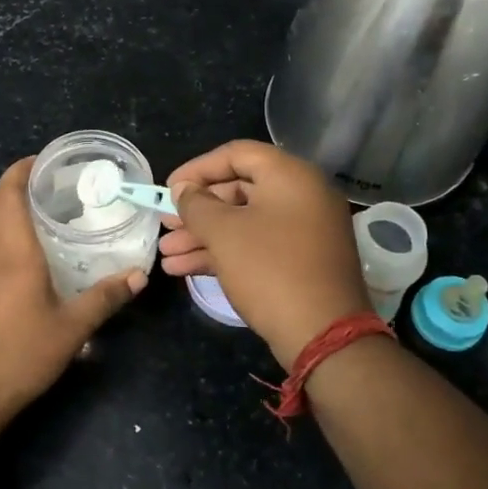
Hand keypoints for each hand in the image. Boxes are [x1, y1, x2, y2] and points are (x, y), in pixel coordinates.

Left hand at [0, 158, 145, 420]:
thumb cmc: (20, 354)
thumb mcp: (72, 328)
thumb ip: (105, 298)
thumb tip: (138, 276)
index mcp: (13, 252)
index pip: (8, 194)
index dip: (21, 169)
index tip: (44, 159)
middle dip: (15, 183)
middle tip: (50, 182)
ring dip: (8, 208)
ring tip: (45, 211)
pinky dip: (5, 233)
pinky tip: (32, 254)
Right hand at [160, 140, 367, 368]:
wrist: (322, 334)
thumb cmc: (270, 270)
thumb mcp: (224, 233)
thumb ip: (196, 205)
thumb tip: (184, 190)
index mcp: (291, 176)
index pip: (237, 154)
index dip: (198, 168)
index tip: (168, 188)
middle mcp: (302, 196)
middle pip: (239, 190)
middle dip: (197, 210)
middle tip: (165, 225)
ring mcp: (304, 231)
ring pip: (244, 222)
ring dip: (203, 236)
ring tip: (166, 255)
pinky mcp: (300, 261)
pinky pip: (257, 245)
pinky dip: (223, 253)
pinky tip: (184, 269)